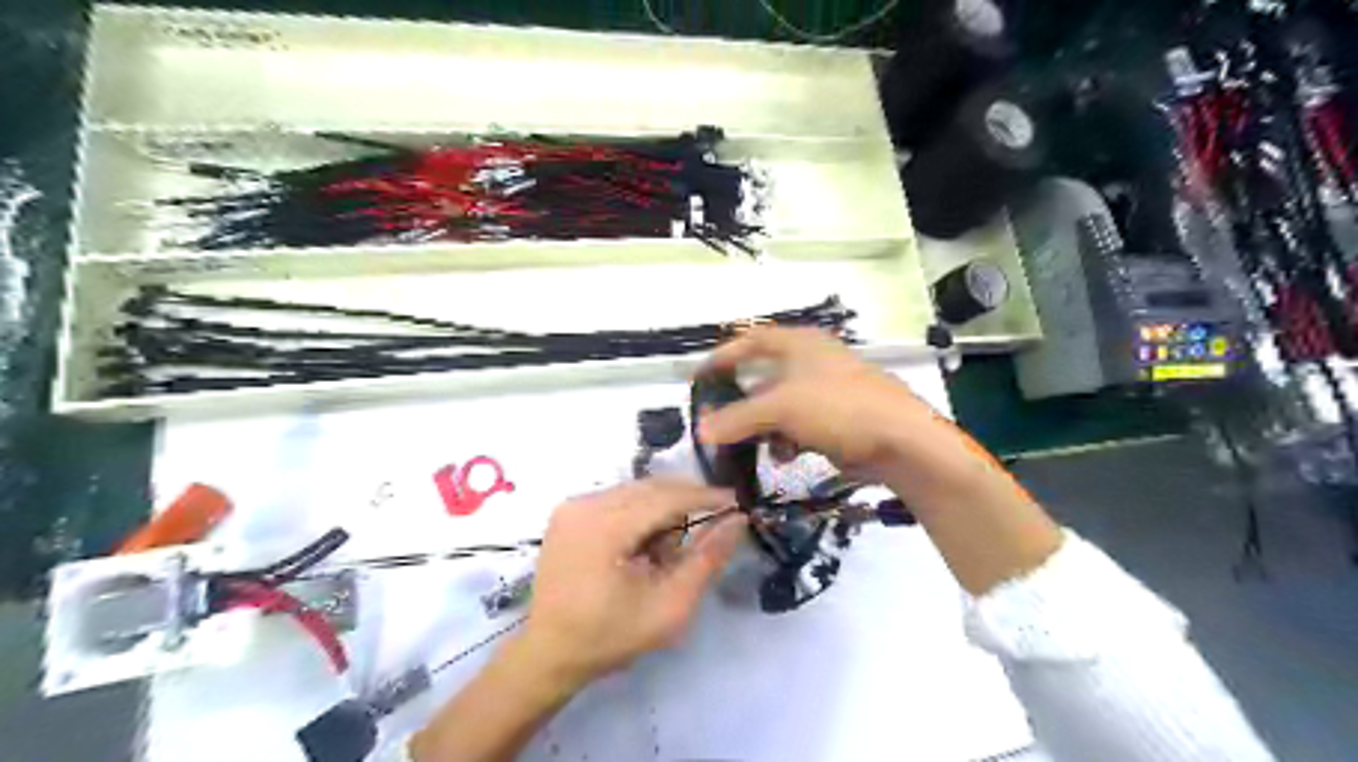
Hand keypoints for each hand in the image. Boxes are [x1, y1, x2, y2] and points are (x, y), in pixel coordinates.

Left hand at [513, 484, 741, 690]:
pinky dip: (638, 516)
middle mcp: (584, 504)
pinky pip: (617, 499)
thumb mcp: (669, 606)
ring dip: (660, 513)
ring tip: (660, 557)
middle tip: (706, 530)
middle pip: (651, 489)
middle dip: (682, 506)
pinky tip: (638, 550)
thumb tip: (738, 521)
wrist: (549, 653)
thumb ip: (707, 559)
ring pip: (636, 492)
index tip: (736, 499)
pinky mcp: (567, 512)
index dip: (704, 496)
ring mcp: (572, 506)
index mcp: (605, 528)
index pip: (666, 497)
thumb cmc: (610, 636)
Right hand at [700, 323, 953, 477]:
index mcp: (799, 344)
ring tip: (753, 447)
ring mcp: (826, 390)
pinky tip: (785, 457)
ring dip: (764, 427)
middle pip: (763, 378)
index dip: (722, 357)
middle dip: (742, 403)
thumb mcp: (780, 408)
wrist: (900, 440)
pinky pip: (799, 425)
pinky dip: (787, 439)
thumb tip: (701, 430)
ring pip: (780, 406)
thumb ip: (737, 418)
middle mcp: (811, 361)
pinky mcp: (837, 417)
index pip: (750, 341)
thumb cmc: (837, 408)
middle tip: (719, 422)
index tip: (699, 378)